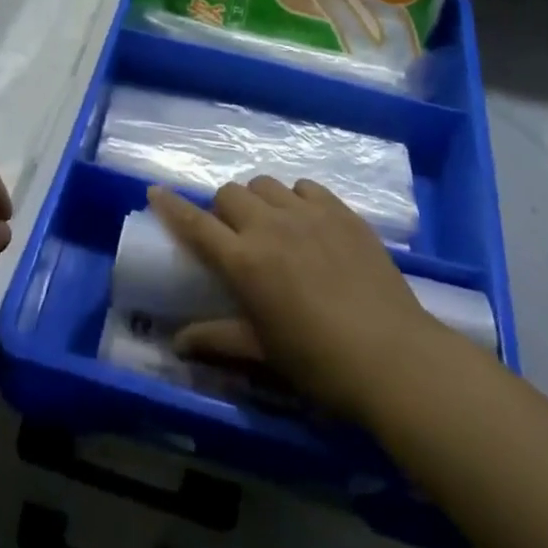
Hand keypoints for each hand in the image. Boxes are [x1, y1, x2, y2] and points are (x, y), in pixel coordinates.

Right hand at [148, 178, 435, 421]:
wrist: (393, 356)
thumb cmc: (319, 363)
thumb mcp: (264, 354)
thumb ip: (218, 339)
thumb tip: (178, 342)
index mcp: (244, 261)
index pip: (195, 223)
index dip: (172, 206)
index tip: (155, 191)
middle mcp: (269, 226)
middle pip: (230, 193)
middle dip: (224, 209)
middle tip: (235, 236)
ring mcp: (307, 213)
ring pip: (266, 184)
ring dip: (259, 200)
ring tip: (273, 226)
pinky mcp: (340, 210)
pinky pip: (305, 186)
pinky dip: (296, 198)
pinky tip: (307, 221)